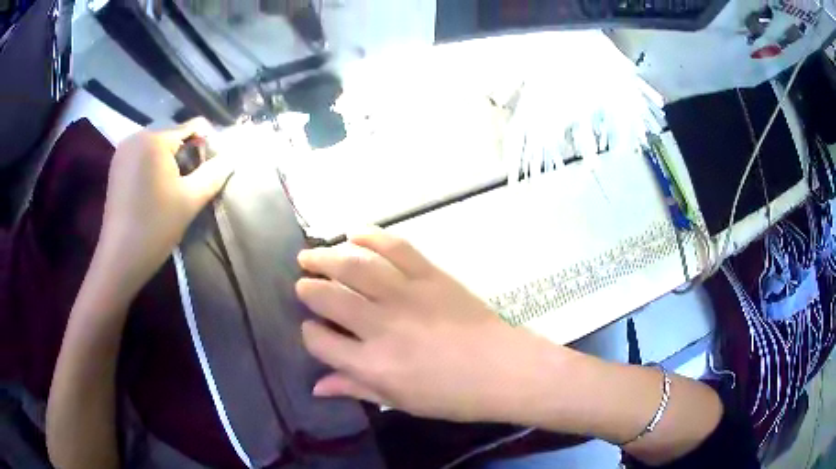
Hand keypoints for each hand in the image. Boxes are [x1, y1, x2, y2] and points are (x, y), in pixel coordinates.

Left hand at [97, 119, 233, 294]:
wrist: (120, 258)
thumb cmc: (155, 227)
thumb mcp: (191, 200)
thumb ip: (215, 173)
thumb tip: (232, 156)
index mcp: (153, 139)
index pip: (192, 127)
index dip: (207, 146)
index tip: (210, 171)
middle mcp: (136, 136)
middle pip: (173, 136)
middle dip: (187, 155)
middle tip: (189, 185)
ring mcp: (123, 150)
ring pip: (158, 146)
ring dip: (170, 162)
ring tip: (173, 190)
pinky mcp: (116, 165)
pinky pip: (143, 155)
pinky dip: (154, 167)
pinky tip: (155, 191)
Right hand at [297, 227, 565, 422]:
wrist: (504, 369)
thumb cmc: (452, 395)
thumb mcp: (400, 401)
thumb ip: (355, 389)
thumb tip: (316, 386)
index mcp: (372, 364)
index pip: (319, 340)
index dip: (309, 332)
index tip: (312, 328)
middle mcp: (381, 326)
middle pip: (328, 296)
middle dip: (308, 287)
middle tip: (303, 281)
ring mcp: (406, 295)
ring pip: (353, 265)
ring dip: (327, 256)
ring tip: (311, 255)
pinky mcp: (430, 275)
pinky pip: (394, 247)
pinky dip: (370, 236)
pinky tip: (354, 233)